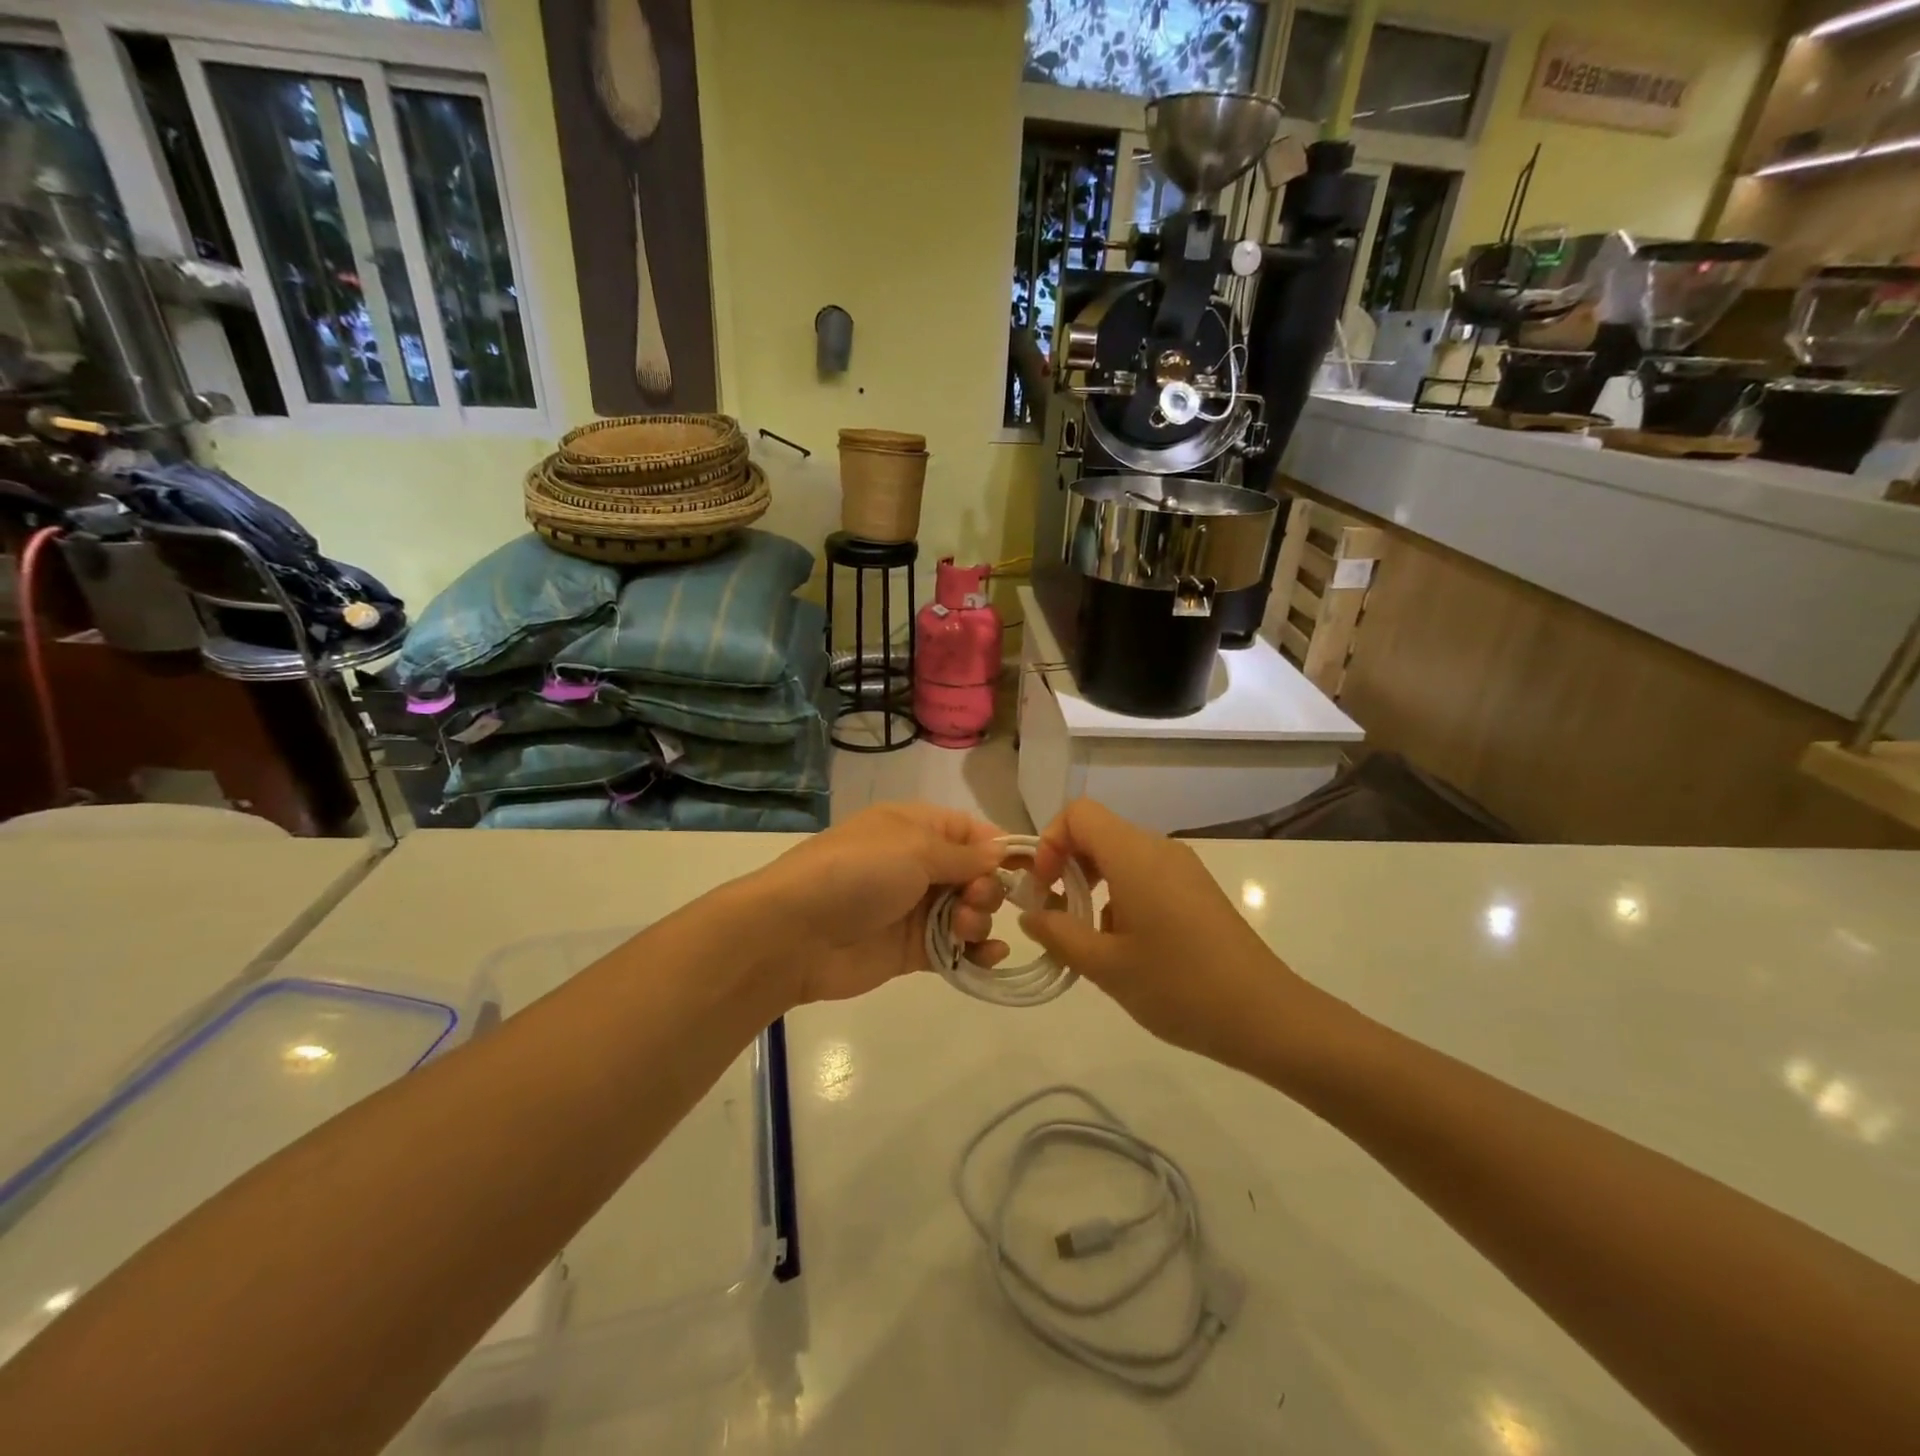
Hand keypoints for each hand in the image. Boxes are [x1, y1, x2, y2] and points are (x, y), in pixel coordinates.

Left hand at [751, 803, 1010, 1004]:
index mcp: (916, 827)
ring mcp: (914, 909)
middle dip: (988, 888)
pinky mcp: (911, 949)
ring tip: (965, 930)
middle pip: (975, 874)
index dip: (1001, 849)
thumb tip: (1002, 852)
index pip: (972, 832)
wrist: (795, 933)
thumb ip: (964, 854)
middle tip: (974, 901)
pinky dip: (975, 951)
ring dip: (979, 920)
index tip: (1033, 870)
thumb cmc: (857, 873)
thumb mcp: (914, 848)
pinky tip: (988, 956)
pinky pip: (954, 948)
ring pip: (968, 912)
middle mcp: (918, 864)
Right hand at [1022, 799, 1308, 1070]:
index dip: (1050, 842)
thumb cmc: (1179, 986)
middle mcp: (1159, 849)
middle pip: (1098, 831)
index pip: (1078, 813)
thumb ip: (1058, 934)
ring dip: (1092, 884)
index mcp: (1135, 855)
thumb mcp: (1106, 966)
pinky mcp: (1196, 890)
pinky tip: (1126, 945)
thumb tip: (1030, 915)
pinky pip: (1145, 873)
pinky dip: (1120, 894)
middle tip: (1054, 914)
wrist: (1266, 1017)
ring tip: (1088, 936)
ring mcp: (1182, 868)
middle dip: (1066, 865)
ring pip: (1120, 854)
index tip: (1044, 888)